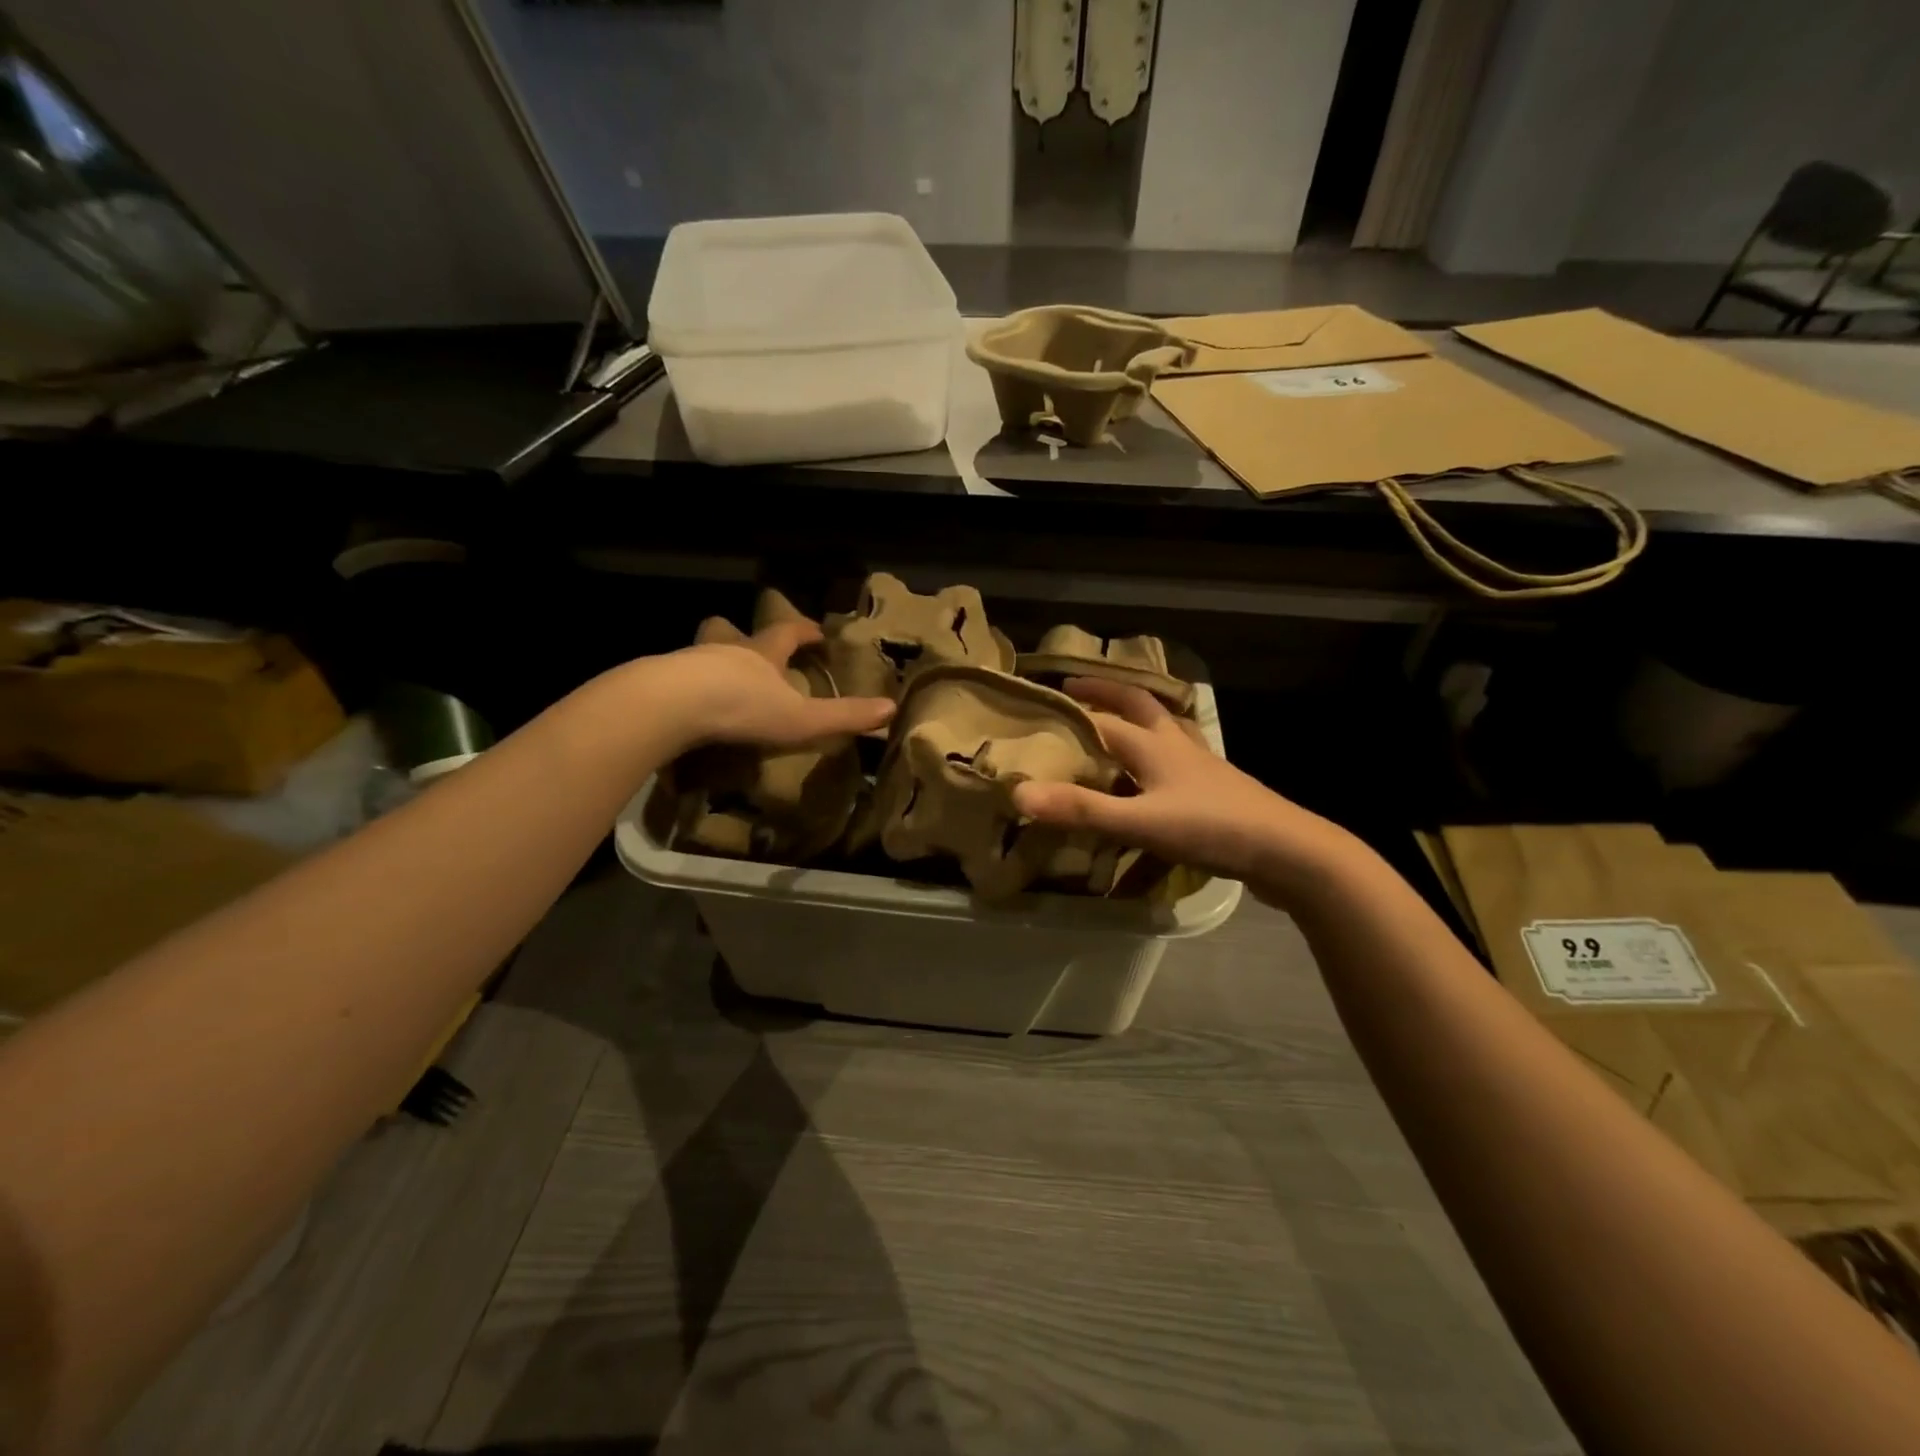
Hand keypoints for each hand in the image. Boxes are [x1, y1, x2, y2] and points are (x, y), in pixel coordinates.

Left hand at [670, 618, 894, 748]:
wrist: (672, 706)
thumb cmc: (743, 707)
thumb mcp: (802, 718)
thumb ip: (844, 716)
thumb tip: (891, 709)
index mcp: (761, 653)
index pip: (787, 632)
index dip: (804, 631)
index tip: (818, 633)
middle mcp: (724, 650)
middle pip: (729, 630)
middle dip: (738, 634)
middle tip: (744, 644)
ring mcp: (687, 663)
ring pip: (698, 651)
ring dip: (708, 660)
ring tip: (713, 680)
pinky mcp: (658, 683)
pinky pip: (673, 679)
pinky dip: (682, 689)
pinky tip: (685, 710)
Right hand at [1010, 678, 1356, 903]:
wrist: (1288, 851)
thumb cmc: (1211, 829)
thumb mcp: (1140, 822)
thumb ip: (1082, 809)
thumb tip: (1019, 792)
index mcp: (1154, 744)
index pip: (1102, 719)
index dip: (1069, 710)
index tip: (1037, 702)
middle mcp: (1176, 744)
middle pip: (1139, 705)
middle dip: (1106, 692)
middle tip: (1076, 687)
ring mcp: (1201, 765)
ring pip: (1164, 726)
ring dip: (1138, 714)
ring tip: (1116, 718)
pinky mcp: (1216, 788)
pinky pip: (1179, 756)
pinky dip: (1160, 750)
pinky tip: (1159, 771)